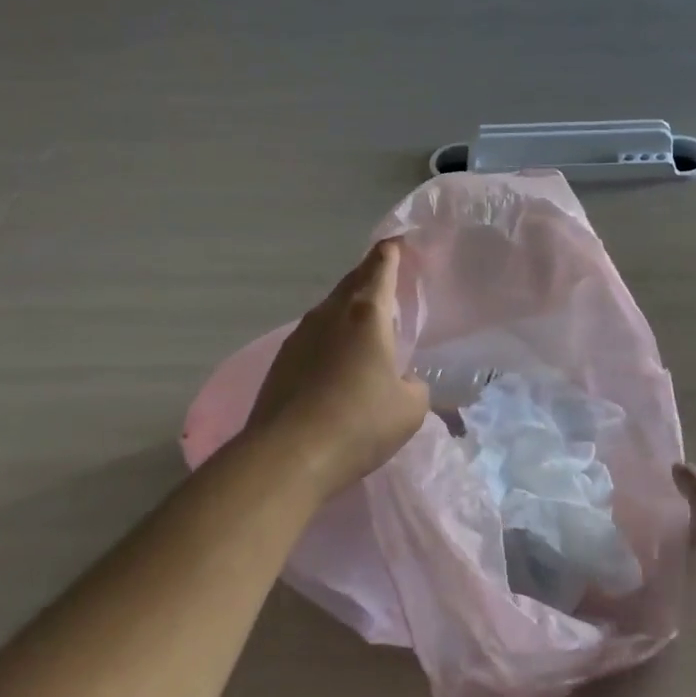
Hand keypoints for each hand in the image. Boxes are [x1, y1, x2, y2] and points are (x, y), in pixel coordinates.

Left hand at [244, 238, 430, 499]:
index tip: (398, 241)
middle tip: (385, 274)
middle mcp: (329, 315)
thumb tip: (403, 382)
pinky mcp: (281, 362)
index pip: (380, 267)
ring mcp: (299, 337)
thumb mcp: (410, 408)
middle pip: (351, 282)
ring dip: (347, 307)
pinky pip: (312, 336)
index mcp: (366, 314)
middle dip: (370, 274)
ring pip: (329, 309)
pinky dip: (329, 336)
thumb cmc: (360, 422)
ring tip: (363, 320)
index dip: (391, 252)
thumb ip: (414, 386)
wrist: (288, 455)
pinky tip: (335, 358)